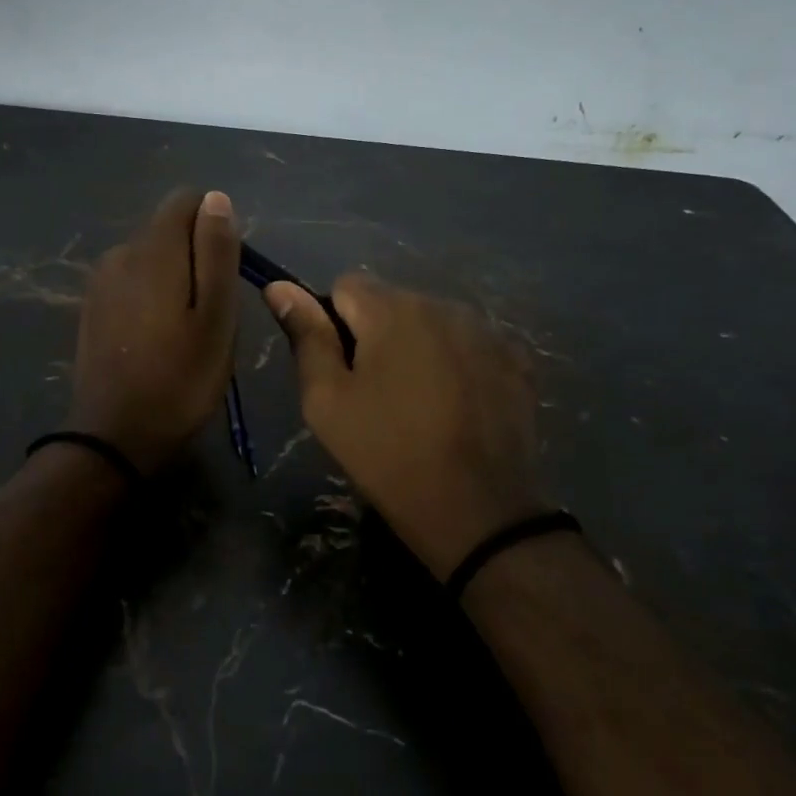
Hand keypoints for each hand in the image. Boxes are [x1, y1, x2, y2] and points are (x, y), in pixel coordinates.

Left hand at [67, 189, 240, 474]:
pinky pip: (131, 281)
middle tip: (212, 311)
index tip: (226, 271)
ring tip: (187, 328)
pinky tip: (158, 337)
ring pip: (150, 257)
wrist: (115, 437)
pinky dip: (151, 295)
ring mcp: (100, 281)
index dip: (214, 225)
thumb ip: (217, 253)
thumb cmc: (180, 379)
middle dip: (196, 255)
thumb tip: (216, 198)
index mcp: (152, 250)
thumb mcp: (217, 317)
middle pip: (168, 229)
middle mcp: (120, 253)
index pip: (185, 200)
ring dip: (174, 278)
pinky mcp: (92, 307)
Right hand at [266, 274, 542, 578]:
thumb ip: (306, 336)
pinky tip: (459, 406)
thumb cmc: (386, 453)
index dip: (334, 323)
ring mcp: (486, 330)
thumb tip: (278, 285)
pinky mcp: (516, 359)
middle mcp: (442, 304)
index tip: (342, 369)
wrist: (476, 510)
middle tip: (377, 395)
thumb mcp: (327, 400)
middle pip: (393, 303)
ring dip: (419, 347)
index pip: (346, 286)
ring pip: (433, 322)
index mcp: (391, 309)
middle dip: (378, 335)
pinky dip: (458, 363)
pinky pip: (471, 344)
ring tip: (420, 403)